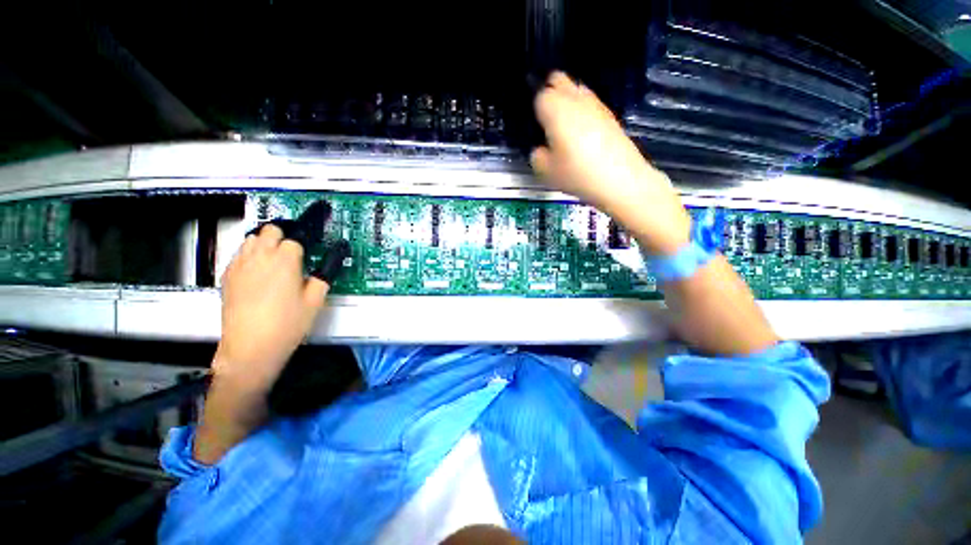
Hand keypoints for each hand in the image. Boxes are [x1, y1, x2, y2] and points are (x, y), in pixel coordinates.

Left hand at [214, 225, 329, 391]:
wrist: (251, 346)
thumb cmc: (288, 323)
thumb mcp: (316, 300)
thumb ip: (324, 274)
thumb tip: (334, 257)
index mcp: (285, 260)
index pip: (296, 238)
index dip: (306, 242)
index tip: (312, 246)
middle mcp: (260, 256)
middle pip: (270, 230)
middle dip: (284, 235)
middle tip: (294, 252)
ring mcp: (240, 265)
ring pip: (252, 238)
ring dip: (265, 242)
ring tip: (275, 259)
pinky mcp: (227, 276)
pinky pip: (239, 253)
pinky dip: (250, 254)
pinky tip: (258, 271)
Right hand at [530, 72, 690, 254]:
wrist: (620, 179)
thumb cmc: (577, 174)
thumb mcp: (545, 171)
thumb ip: (536, 155)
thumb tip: (541, 149)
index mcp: (555, 108)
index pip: (538, 95)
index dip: (533, 109)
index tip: (533, 126)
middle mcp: (575, 98)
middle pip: (558, 80)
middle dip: (549, 92)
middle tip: (544, 119)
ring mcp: (595, 104)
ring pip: (575, 89)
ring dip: (566, 100)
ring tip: (562, 127)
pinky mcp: (609, 114)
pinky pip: (589, 104)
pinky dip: (581, 111)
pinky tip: (581, 134)